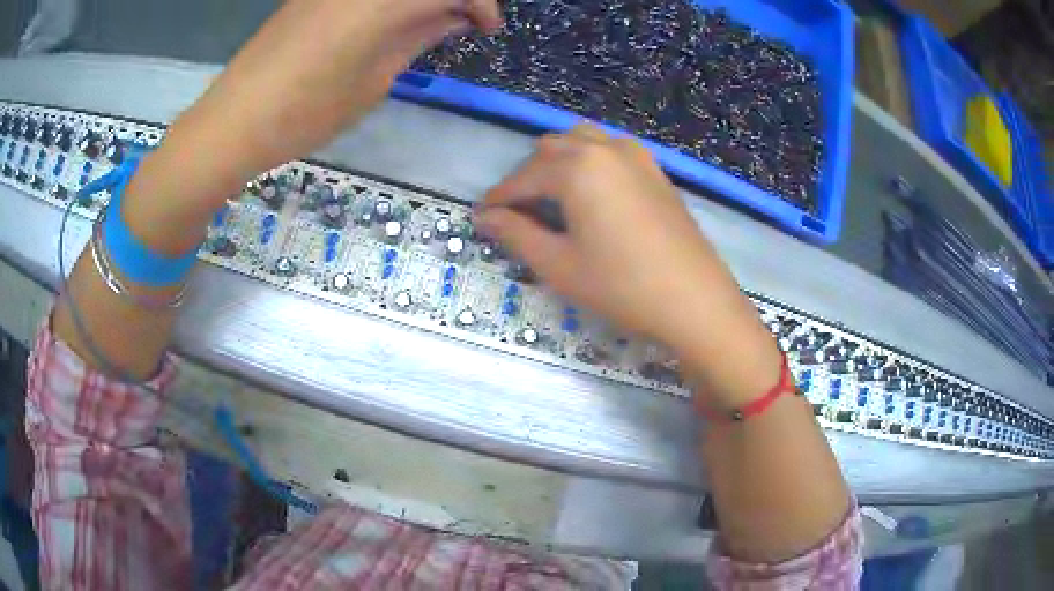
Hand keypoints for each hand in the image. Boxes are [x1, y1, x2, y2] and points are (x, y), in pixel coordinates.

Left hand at [188, 0, 501, 178]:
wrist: (234, 120)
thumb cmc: (307, 111)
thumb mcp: (374, 80)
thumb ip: (416, 37)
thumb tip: (452, 18)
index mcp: (384, 1)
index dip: (481, 4)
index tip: (486, 30)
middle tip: (462, 21)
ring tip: (429, 23)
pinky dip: (390, 1)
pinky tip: (391, 19)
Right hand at [477, 125, 781, 404]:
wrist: (695, 300)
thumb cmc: (622, 286)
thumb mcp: (559, 265)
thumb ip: (516, 234)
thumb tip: (484, 218)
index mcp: (577, 167)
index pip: (523, 178)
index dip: (498, 198)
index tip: (481, 217)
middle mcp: (604, 149)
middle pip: (551, 149)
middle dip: (528, 177)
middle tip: (519, 215)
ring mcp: (635, 156)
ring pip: (582, 141)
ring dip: (559, 162)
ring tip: (553, 199)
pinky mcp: (656, 170)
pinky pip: (610, 150)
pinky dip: (590, 162)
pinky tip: (592, 194)